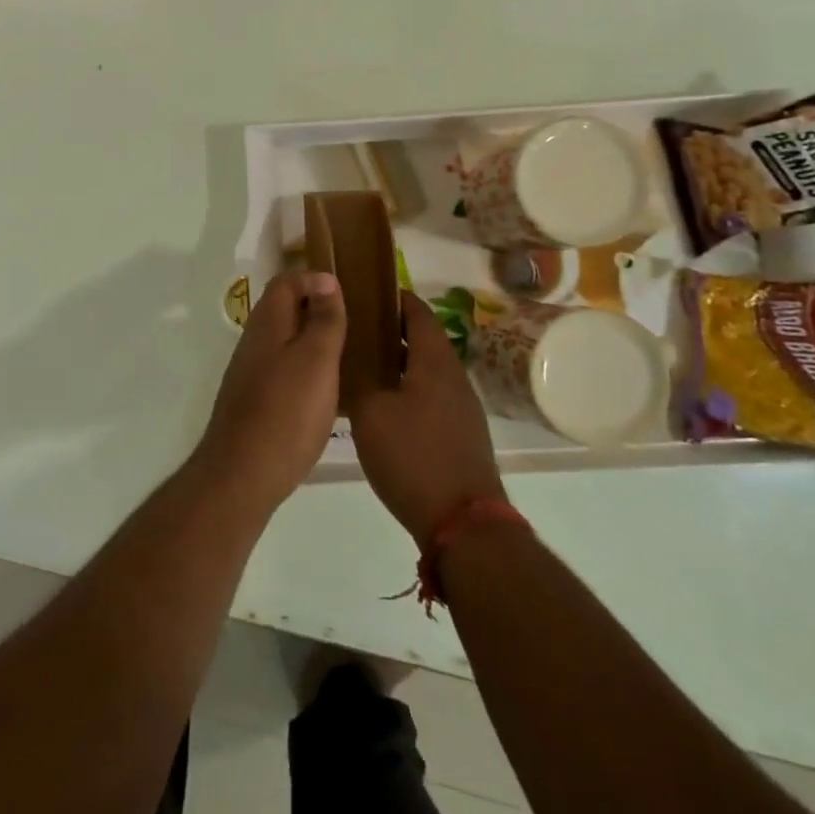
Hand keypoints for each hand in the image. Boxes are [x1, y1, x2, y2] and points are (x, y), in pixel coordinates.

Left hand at [194, 271, 346, 510]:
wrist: (243, 473)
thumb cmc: (286, 411)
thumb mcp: (315, 360)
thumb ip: (323, 320)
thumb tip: (326, 280)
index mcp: (267, 324)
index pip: (286, 282)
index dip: (314, 278)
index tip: (348, 288)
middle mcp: (254, 343)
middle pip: (283, 310)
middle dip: (316, 307)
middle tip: (355, 320)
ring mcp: (251, 374)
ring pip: (284, 341)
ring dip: (312, 339)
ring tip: (349, 352)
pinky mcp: (255, 402)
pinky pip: (283, 370)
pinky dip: (305, 368)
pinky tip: (328, 389)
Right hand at [351, 292, 504, 544]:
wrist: (462, 522)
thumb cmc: (413, 457)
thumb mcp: (370, 413)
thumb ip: (360, 380)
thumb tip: (352, 360)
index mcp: (434, 363)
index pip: (418, 314)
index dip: (395, 299)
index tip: (367, 292)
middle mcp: (453, 378)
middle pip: (423, 341)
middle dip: (391, 331)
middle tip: (354, 329)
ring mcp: (462, 409)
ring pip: (426, 371)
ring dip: (398, 363)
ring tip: (361, 364)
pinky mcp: (460, 435)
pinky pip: (430, 397)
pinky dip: (407, 388)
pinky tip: (381, 404)